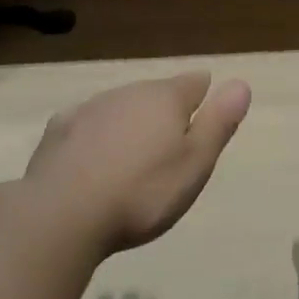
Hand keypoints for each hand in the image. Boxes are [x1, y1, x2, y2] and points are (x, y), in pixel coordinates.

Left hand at [23, 72, 250, 256]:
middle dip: (165, 113)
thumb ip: (219, 122)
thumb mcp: (195, 163)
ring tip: (134, 157)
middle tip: (170, 149)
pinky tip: (92, 158)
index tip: (205, 118)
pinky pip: (86, 125)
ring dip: (130, 124)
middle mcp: (129, 92)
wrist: (60, 216)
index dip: (204, 97)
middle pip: (156, 94)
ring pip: (120, 107)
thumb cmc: (141, 193)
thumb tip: (241, 83)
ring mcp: (90, 109)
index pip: (194, 83)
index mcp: (166, 98)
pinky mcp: (58, 131)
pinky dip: (95, 136)